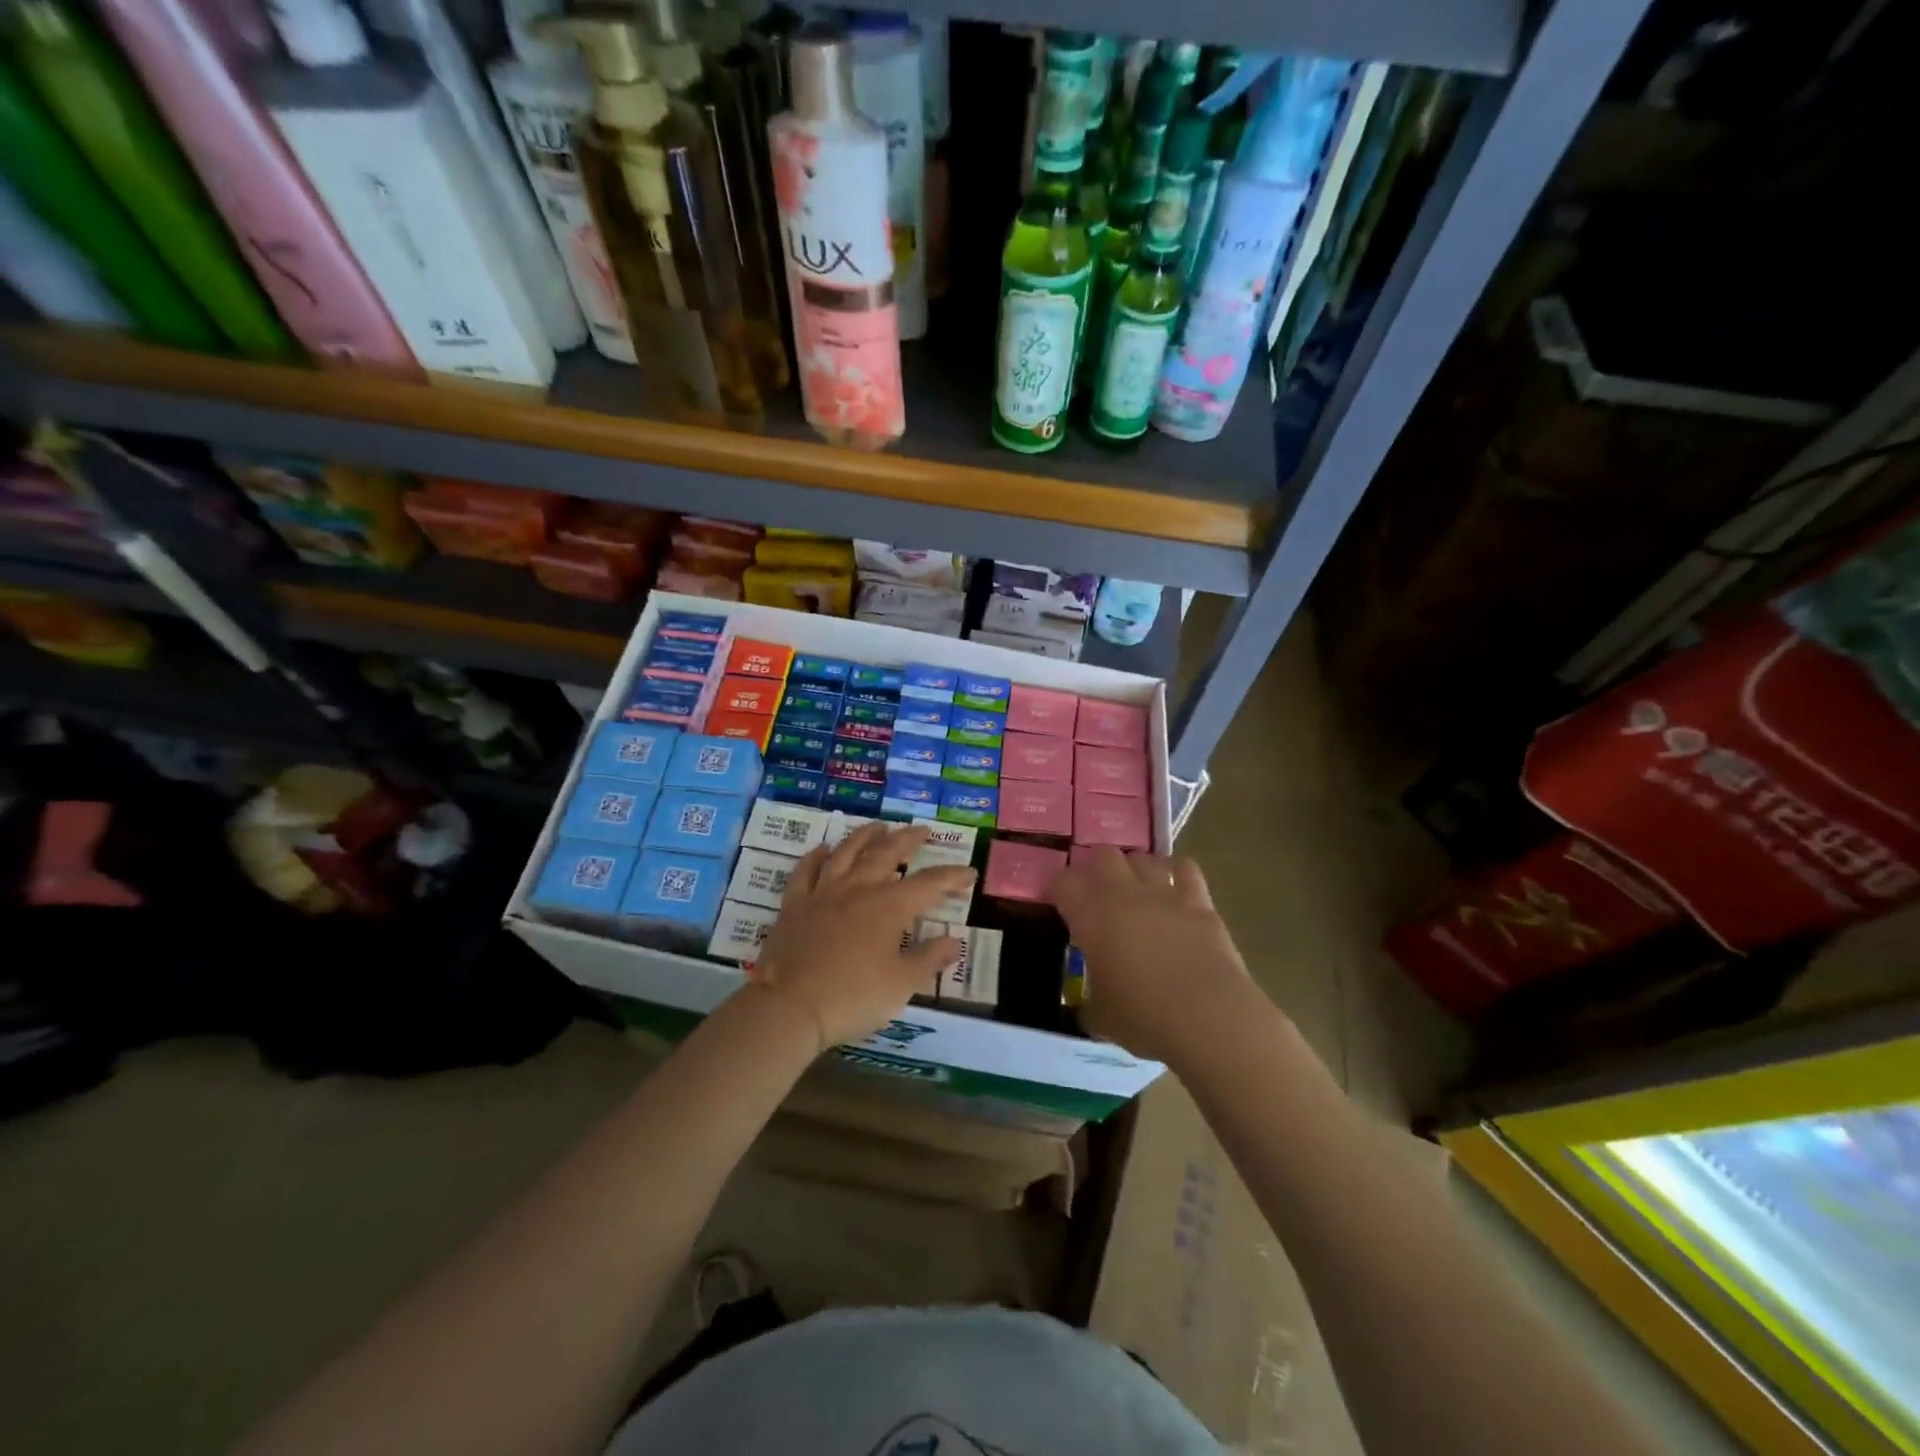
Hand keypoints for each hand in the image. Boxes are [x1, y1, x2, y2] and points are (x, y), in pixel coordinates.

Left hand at [752, 821, 976, 1050]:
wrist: (789, 1007)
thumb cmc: (853, 996)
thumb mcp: (902, 984)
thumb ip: (929, 959)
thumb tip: (954, 941)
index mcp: (889, 906)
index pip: (929, 884)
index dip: (952, 876)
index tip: (969, 872)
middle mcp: (858, 889)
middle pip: (886, 853)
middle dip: (908, 840)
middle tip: (922, 831)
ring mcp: (823, 893)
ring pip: (847, 852)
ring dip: (865, 836)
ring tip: (878, 826)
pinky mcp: (794, 905)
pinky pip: (805, 871)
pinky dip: (816, 856)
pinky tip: (824, 849)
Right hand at [1051, 847, 1256, 1065]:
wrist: (1208, 1016)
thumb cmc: (1144, 1018)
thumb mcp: (1101, 1017)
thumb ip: (1090, 1001)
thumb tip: (1089, 1006)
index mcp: (1090, 917)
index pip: (1062, 882)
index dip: (1057, 888)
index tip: (1059, 901)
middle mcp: (1123, 894)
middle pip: (1102, 855)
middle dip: (1096, 868)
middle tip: (1097, 892)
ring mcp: (1163, 893)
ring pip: (1142, 857)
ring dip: (1135, 868)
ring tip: (1136, 888)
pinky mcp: (1199, 901)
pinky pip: (1185, 869)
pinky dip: (1177, 873)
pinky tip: (1176, 889)